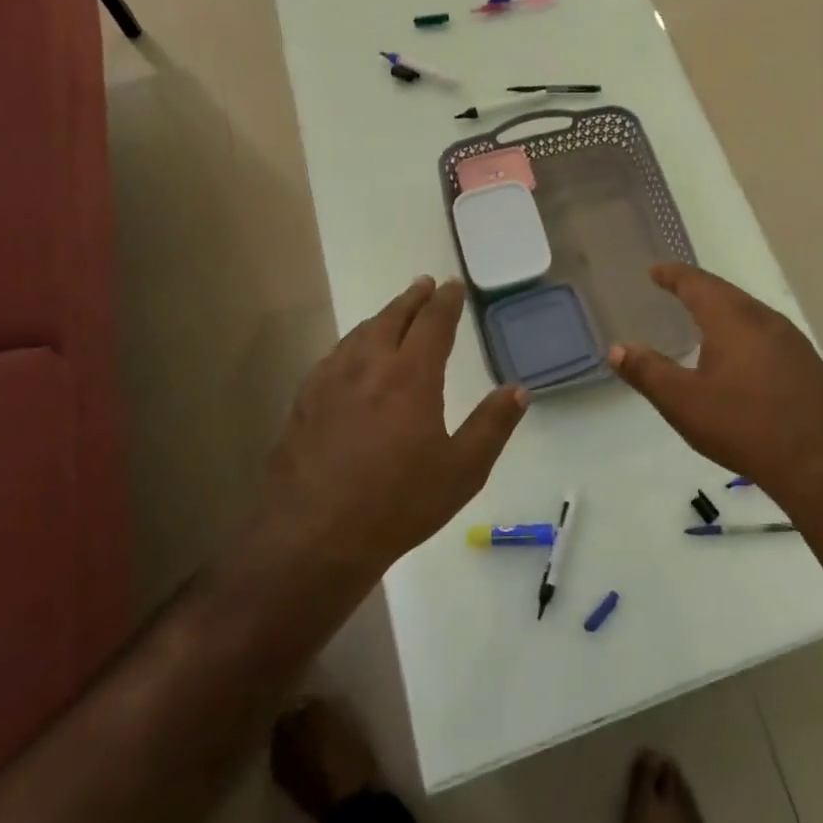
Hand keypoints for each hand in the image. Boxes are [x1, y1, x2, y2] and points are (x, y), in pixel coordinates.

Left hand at [263, 277, 527, 566]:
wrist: (314, 538)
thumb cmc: (399, 503)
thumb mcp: (463, 470)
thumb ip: (493, 425)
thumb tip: (519, 390)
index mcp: (411, 376)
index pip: (433, 323)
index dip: (446, 301)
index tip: (453, 286)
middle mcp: (368, 366)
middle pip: (392, 317)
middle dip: (412, 298)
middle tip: (424, 284)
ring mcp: (329, 382)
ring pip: (359, 333)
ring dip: (381, 317)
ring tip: (393, 313)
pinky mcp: (304, 402)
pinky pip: (333, 356)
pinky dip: (352, 343)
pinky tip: (351, 357)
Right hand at [609, 264, 822, 511]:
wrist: (820, 461)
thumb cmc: (743, 426)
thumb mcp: (683, 402)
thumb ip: (647, 372)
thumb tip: (616, 348)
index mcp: (732, 319)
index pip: (697, 284)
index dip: (674, 275)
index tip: (656, 271)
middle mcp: (765, 319)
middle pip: (727, 293)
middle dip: (699, 289)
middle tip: (675, 289)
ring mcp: (792, 340)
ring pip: (750, 312)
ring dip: (724, 310)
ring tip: (704, 318)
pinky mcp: (807, 363)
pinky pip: (767, 333)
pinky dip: (744, 331)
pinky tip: (741, 354)